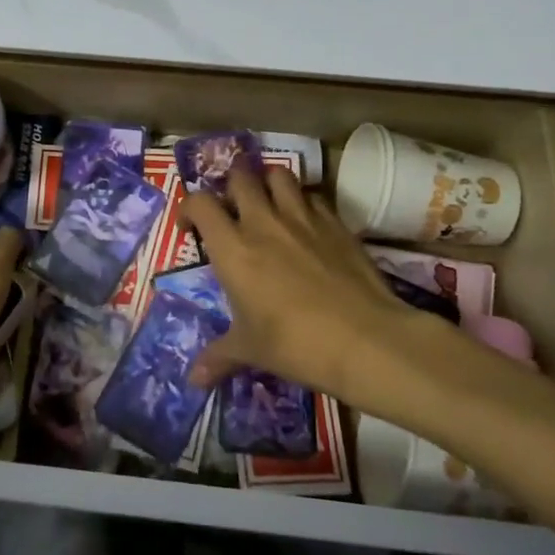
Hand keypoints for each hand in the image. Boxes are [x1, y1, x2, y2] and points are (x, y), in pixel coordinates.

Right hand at [184, 167, 466, 403]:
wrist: (365, 340)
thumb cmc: (295, 344)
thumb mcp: (250, 350)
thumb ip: (218, 356)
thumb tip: (193, 381)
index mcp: (232, 248)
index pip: (199, 203)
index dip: (189, 208)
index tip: (192, 229)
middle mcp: (263, 222)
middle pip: (240, 176)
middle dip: (231, 186)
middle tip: (233, 209)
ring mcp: (303, 217)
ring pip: (280, 174)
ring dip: (268, 183)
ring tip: (269, 203)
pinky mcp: (336, 223)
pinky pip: (314, 196)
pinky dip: (305, 201)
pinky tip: (307, 224)